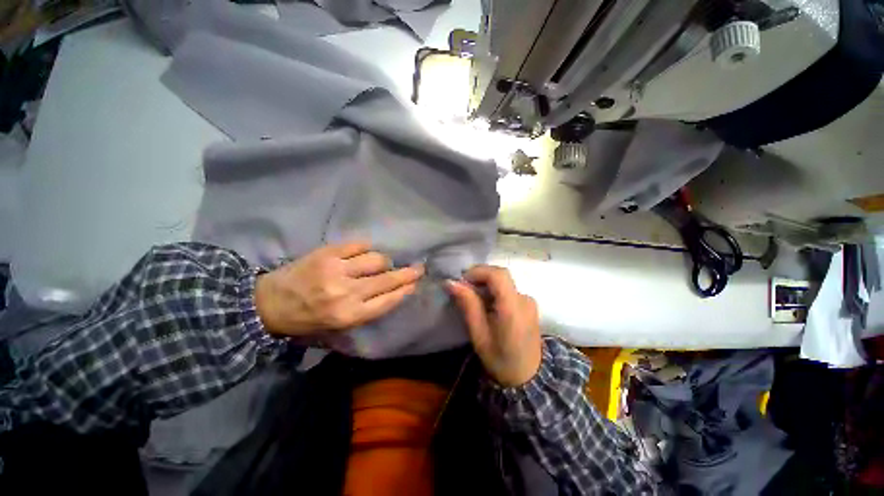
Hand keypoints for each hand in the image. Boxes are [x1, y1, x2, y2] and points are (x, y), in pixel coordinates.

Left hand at [255, 241, 423, 336]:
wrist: (268, 304)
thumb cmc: (307, 319)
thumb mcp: (339, 325)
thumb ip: (367, 310)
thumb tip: (392, 291)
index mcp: (349, 315)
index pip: (388, 300)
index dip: (405, 290)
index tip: (416, 282)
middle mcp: (346, 292)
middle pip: (387, 279)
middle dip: (407, 273)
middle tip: (418, 268)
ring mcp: (336, 270)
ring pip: (376, 259)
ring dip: (383, 261)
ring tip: (382, 263)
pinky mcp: (327, 253)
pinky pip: (358, 245)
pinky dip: (366, 248)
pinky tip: (366, 252)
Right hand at [446, 265, 541, 387]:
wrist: (528, 377)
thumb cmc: (499, 359)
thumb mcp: (478, 334)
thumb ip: (468, 304)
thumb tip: (451, 282)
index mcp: (513, 308)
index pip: (498, 275)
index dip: (478, 272)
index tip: (462, 281)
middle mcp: (524, 299)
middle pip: (501, 275)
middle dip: (480, 276)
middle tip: (463, 288)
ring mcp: (529, 301)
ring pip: (504, 281)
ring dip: (486, 284)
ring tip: (473, 298)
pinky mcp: (529, 304)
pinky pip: (508, 289)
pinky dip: (494, 290)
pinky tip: (487, 304)